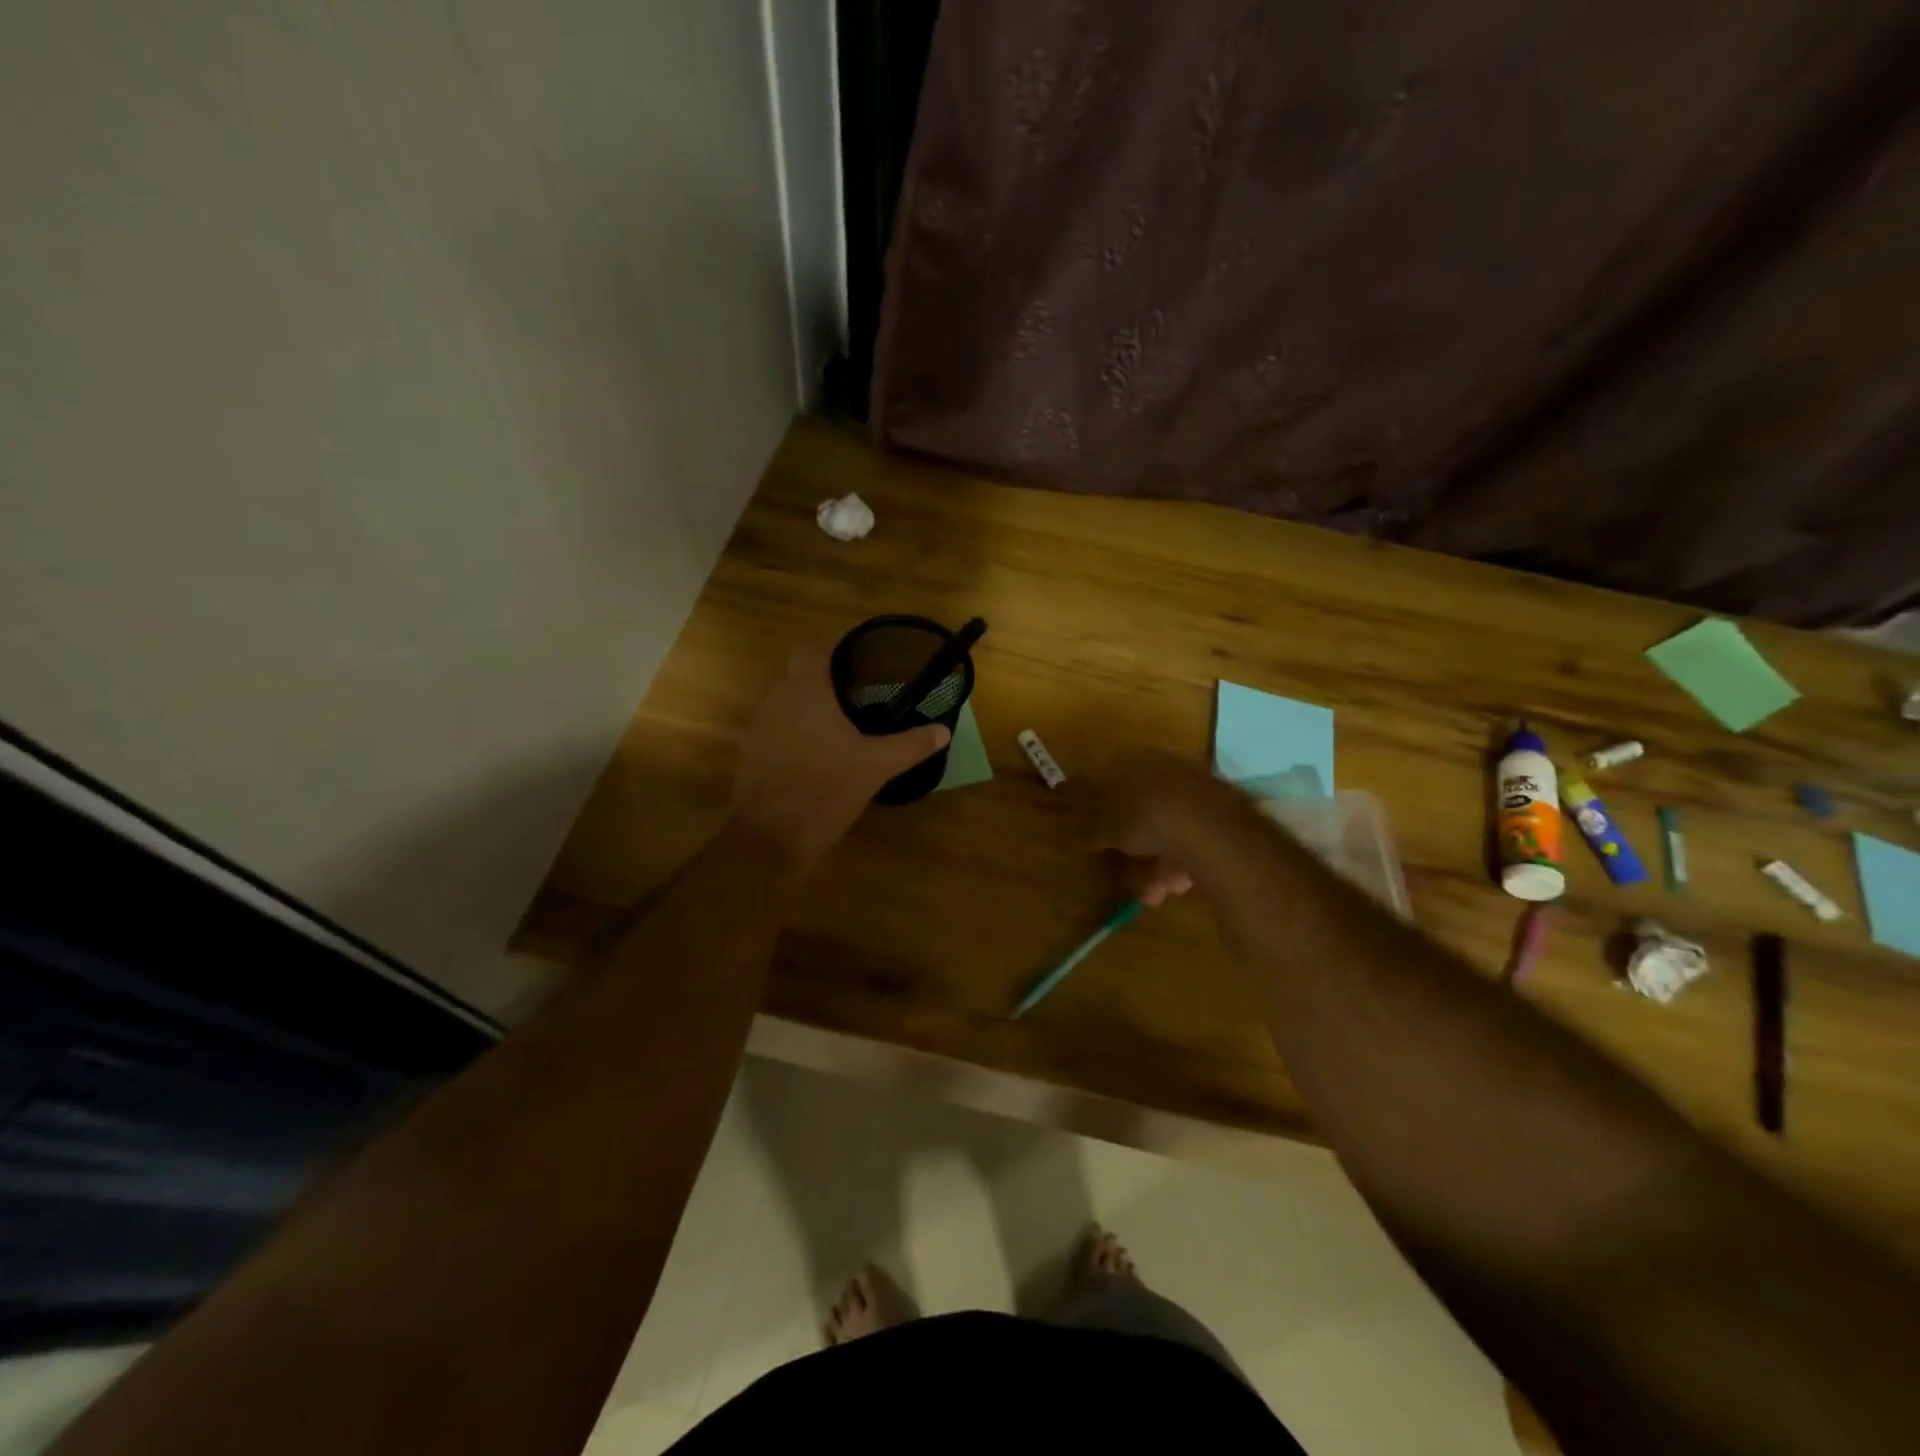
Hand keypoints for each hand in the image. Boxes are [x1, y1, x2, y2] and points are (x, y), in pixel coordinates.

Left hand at [734, 639, 951, 865]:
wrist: (769, 837)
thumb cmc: (824, 789)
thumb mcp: (875, 767)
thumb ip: (910, 745)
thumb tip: (943, 730)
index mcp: (804, 689)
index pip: (813, 645)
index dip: (836, 642)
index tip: (862, 652)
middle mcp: (776, 698)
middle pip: (800, 671)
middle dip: (829, 676)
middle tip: (864, 689)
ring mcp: (759, 725)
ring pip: (788, 699)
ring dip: (813, 704)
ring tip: (846, 719)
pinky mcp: (752, 751)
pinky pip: (779, 725)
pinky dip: (800, 727)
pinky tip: (823, 750)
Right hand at [1089, 752, 1231, 906]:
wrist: (1206, 824)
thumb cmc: (1143, 818)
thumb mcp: (1104, 829)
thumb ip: (1093, 832)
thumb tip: (1088, 838)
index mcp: (1133, 762)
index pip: (1113, 789)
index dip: (1107, 822)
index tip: (1106, 849)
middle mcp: (1165, 769)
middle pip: (1144, 816)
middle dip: (1138, 856)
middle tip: (1135, 883)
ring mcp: (1197, 789)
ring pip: (1171, 832)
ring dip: (1160, 868)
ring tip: (1157, 895)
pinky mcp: (1224, 811)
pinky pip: (1194, 838)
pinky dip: (1185, 862)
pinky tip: (1181, 885)